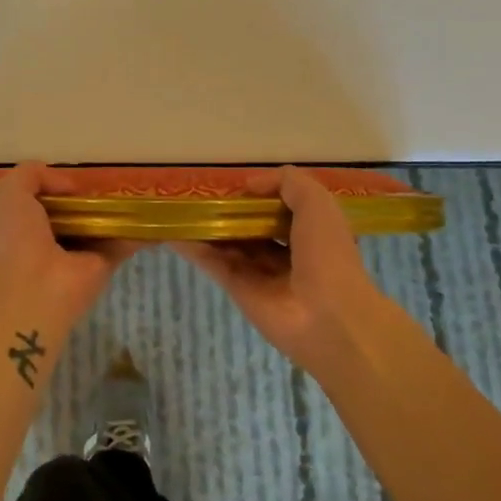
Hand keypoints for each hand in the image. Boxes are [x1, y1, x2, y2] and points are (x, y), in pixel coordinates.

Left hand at [0, 163, 139, 342]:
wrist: (36, 287)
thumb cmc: (17, 236)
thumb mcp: (9, 192)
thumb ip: (32, 174)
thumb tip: (70, 188)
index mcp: (23, 223)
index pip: (43, 199)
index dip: (57, 185)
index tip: (73, 178)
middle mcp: (50, 238)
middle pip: (75, 211)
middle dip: (90, 196)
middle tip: (108, 181)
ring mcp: (78, 253)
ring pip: (100, 225)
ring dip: (118, 210)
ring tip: (137, 190)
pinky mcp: (104, 264)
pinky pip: (124, 241)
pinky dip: (140, 230)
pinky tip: (155, 216)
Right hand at [174, 166, 394, 377]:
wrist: (328, 317)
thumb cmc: (328, 254)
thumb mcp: (317, 203)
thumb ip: (286, 182)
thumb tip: (249, 185)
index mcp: (309, 231)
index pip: (279, 207)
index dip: (259, 194)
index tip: (235, 183)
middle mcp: (284, 251)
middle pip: (250, 225)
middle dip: (229, 211)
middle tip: (199, 192)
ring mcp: (259, 272)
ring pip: (229, 243)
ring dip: (207, 226)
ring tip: (178, 207)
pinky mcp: (238, 289)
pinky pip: (214, 263)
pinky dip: (193, 248)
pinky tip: (172, 232)